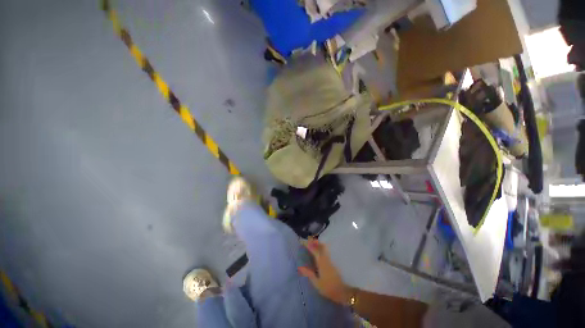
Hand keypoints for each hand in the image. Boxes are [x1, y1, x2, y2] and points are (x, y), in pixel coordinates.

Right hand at [298, 237, 353, 304]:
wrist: (344, 291)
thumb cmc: (329, 288)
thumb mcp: (317, 283)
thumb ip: (309, 274)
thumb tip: (300, 267)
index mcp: (321, 262)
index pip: (314, 250)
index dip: (308, 244)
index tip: (303, 241)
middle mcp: (326, 258)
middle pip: (321, 246)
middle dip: (315, 242)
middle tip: (309, 240)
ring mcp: (331, 259)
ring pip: (325, 248)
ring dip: (319, 244)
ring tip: (314, 243)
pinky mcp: (335, 262)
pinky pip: (328, 251)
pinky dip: (323, 248)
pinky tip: (322, 250)